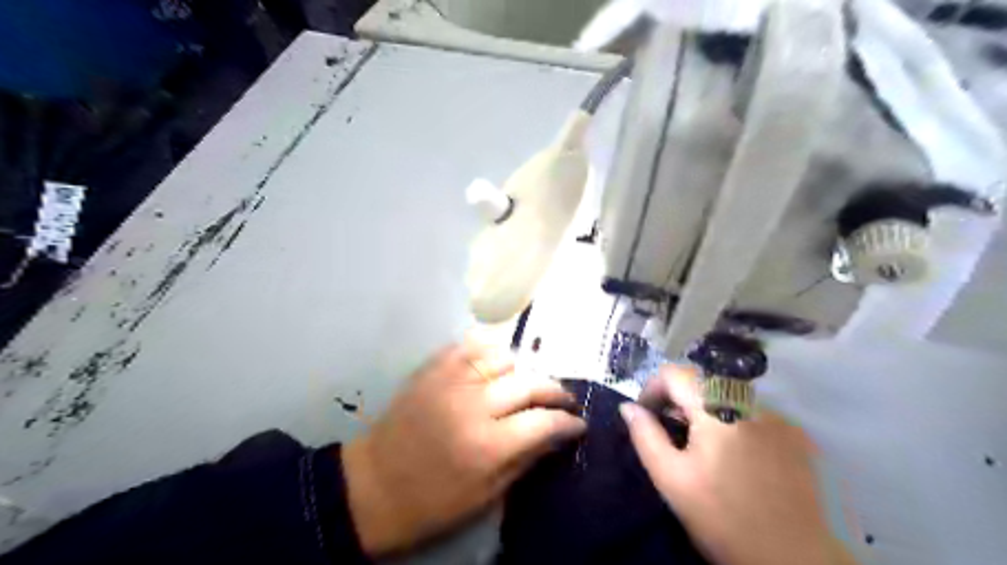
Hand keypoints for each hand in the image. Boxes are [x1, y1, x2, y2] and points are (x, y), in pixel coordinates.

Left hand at [342, 339, 586, 556]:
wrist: (373, 485)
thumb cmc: (431, 502)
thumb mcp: (486, 496)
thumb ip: (526, 459)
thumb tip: (557, 435)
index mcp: (487, 445)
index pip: (544, 421)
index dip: (568, 421)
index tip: (578, 423)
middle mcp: (473, 404)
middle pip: (529, 382)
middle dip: (555, 390)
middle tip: (563, 400)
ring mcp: (450, 380)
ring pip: (504, 356)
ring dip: (522, 370)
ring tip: (525, 384)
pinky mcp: (432, 369)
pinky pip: (470, 346)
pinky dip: (489, 352)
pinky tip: (495, 367)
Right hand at [623, 367, 848, 564]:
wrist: (791, 560)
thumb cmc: (722, 518)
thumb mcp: (671, 478)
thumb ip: (645, 435)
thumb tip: (628, 407)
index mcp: (717, 409)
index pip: (675, 373)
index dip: (653, 389)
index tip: (646, 415)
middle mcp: (750, 403)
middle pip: (702, 383)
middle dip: (678, 402)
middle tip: (670, 434)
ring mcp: (777, 418)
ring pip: (727, 397)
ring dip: (705, 412)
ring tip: (701, 448)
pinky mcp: (794, 435)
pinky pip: (752, 414)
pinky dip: (733, 423)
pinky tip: (734, 457)